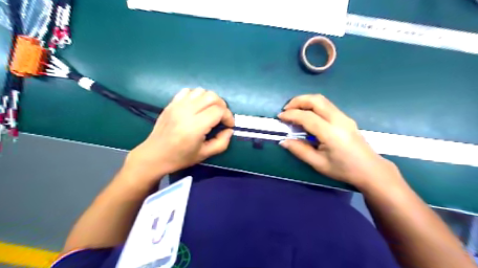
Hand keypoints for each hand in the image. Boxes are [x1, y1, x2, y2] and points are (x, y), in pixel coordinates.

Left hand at [124, 89, 234, 184]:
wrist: (154, 155)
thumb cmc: (180, 157)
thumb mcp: (205, 154)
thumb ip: (221, 143)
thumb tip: (229, 130)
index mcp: (195, 126)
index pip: (219, 110)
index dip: (228, 116)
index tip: (228, 125)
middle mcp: (186, 111)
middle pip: (212, 97)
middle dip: (222, 105)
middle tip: (222, 117)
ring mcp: (177, 105)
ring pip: (201, 91)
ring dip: (210, 99)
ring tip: (211, 111)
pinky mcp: (171, 103)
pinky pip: (188, 91)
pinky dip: (197, 96)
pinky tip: (197, 106)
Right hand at [277, 96, 401, 189]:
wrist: (370, 169)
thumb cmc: (344, 169)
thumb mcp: (318, 164)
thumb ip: (299, 150)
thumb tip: (283, 141)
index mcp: (331, 133)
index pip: (307, 117)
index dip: (291, 115)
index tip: (280, 117)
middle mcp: (338, 120)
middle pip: (316, 100)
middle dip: (298, 101)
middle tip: (286, 109)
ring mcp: (344, 117)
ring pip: (322, 100)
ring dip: (305, 101)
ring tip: (294, 111)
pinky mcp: (345, 118)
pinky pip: (326, 105)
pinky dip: (313, 105)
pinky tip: (307, 115)